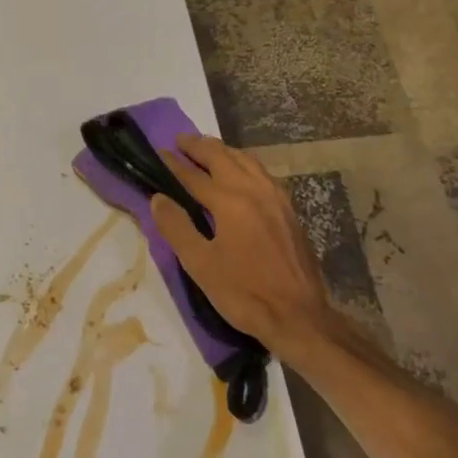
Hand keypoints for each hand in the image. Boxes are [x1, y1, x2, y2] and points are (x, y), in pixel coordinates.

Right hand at [150, 134, 366, 370]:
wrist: (299, 317)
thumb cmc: (244, 293)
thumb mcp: (201, 264)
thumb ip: (177, 227)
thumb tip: (158, 198)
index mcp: (231, 202)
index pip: (195, 176)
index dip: (174, 164)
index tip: (158, 152)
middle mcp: (255, 191)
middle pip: (223, 158)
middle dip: (200, 146)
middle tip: (180, 140)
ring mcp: (277, 199)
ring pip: (247, 161)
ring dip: (224, 151)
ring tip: (207, 149)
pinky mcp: (289, 211)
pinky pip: (262, 174)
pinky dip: (245, 164)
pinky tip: (241, 173)